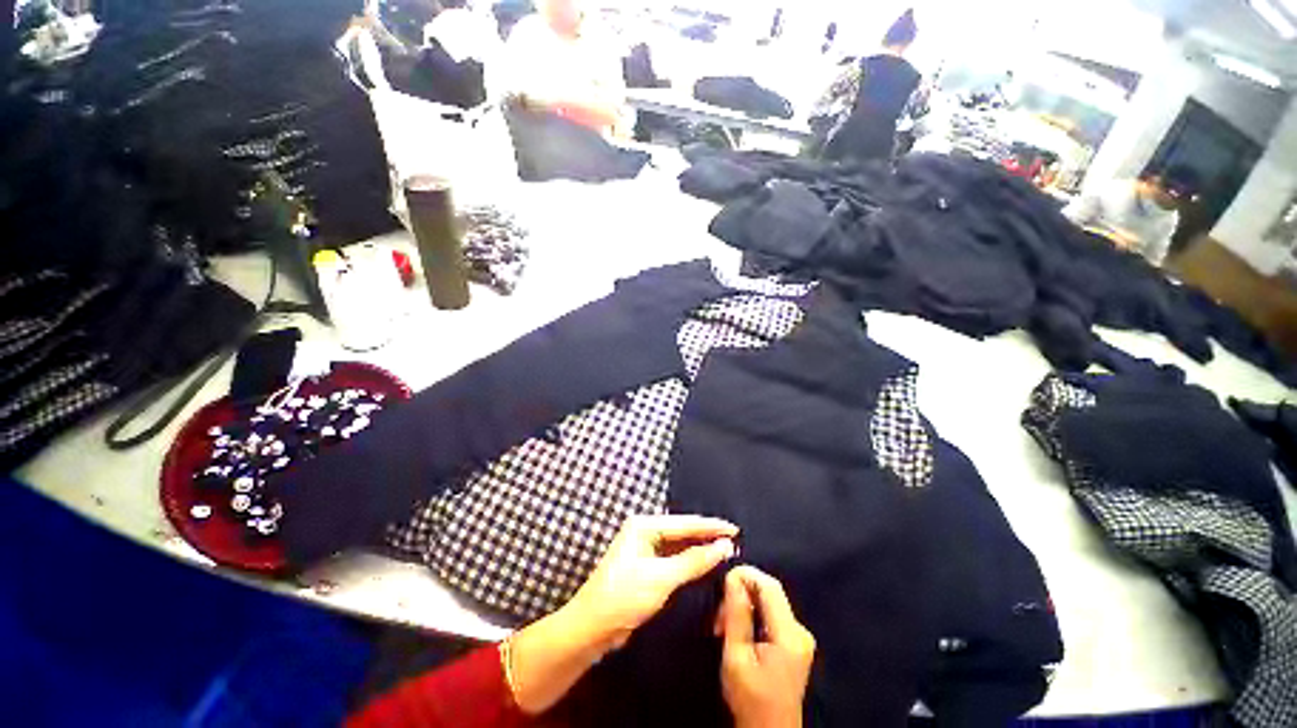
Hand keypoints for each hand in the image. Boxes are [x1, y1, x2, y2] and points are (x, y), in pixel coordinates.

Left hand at [506, 515, 736, 714]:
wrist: (591, 628)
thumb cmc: (624, 597)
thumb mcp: (662, 578)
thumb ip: (694, 561)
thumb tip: (724, 546)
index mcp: (644, 525)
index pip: (685, 523)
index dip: (711, 527)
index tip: (735, 530)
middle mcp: (644, 531)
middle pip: (682, 531)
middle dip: (706, 536)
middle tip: (734, 541)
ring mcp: (643, 548)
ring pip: (678, 545)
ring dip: (699, 549)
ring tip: (725, 550)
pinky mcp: (645, 566)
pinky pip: (673, 558)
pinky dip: (689, 561)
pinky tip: (704, 563)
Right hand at [717, 567, 815, 727]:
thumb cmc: (750, 700)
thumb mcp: (736, 657)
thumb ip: (736, 615)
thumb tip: (733, 577)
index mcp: (789, 634)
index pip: (769, 585)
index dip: (746, 575)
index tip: (722, 585)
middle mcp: (800, 630)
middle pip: (769, 592)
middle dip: (741, 594)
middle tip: (719, 616)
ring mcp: (800, 637)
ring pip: (768, 602)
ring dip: (744, 606)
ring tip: (724, 627)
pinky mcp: (795, 643)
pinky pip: (771, 614)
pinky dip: (752, 616)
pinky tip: (738, 631)